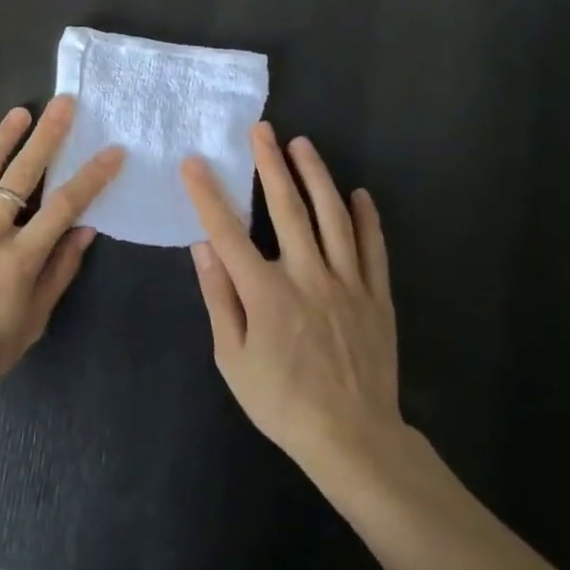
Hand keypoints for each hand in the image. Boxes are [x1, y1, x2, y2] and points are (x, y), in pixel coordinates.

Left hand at [0, 96, 124, 409]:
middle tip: (62, 104)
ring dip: (0, 141)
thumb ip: (59, 272)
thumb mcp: (33, 321)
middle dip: (46, 138)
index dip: (90, 178)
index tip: (111, 151)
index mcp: (19, 258)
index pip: (63, 207)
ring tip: (19, 112)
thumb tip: (85, 231)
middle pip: (21, 177)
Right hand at [183, 123, 408, 487]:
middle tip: (262, 129)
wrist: (355, 440)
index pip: (229, 231)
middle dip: (271, 164)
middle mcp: (307, 276)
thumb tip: (202, 247)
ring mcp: (347, 284)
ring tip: (303, 144)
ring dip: (316, 176)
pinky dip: (367, 218)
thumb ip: (219, 297)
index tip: (193, 163)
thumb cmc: (283, 402)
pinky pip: (373, 248)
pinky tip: (359, 194)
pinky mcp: (376, 297)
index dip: (208, 194)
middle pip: (287, 208)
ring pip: (333, 217)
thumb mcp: (233, 359)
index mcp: (266, 293)